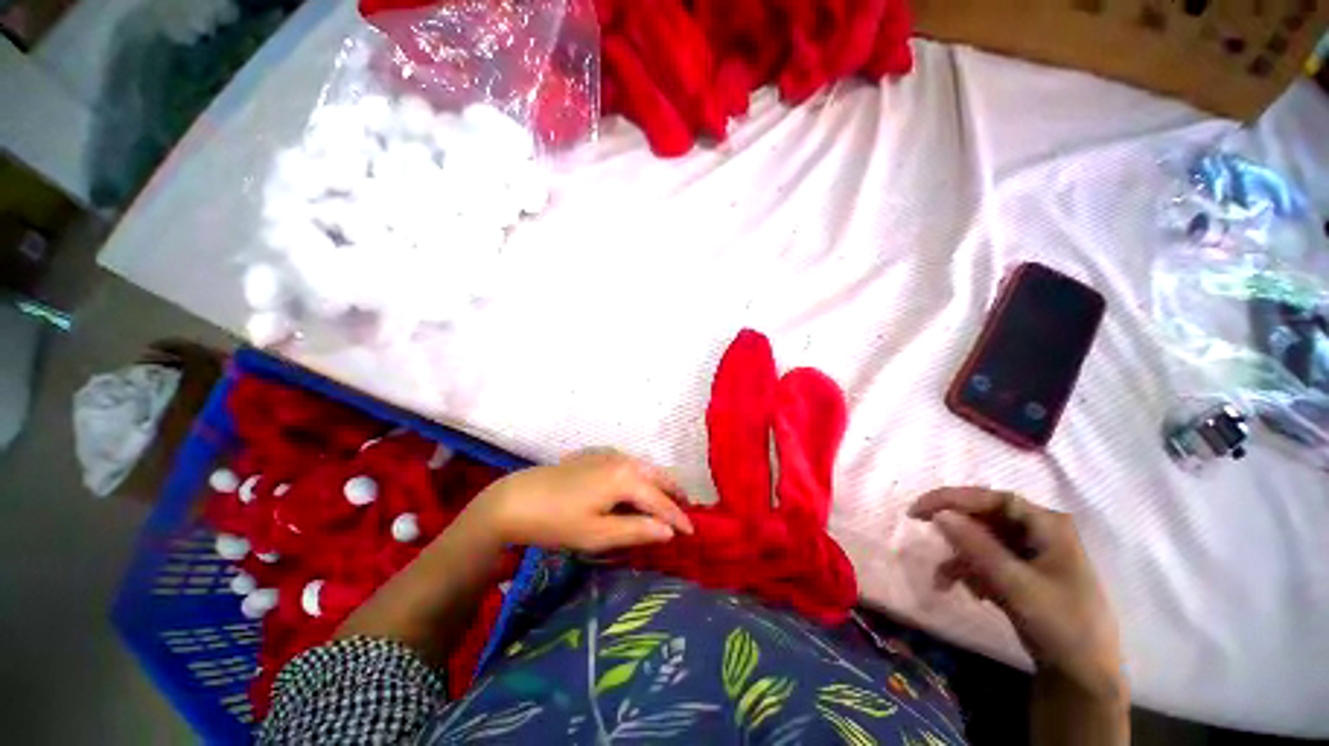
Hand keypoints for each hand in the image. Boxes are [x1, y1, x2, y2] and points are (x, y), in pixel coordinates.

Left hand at [469, 449, 694, 553]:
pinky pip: (629, 464)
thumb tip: (668, 531)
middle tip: (686, 512)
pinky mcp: (596, 455)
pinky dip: (642, 477)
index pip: (661, 500)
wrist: (517, 499)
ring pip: (644, 468)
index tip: (693, 533)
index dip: (678, 517)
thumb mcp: (597, 534)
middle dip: (674, 493)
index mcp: (626, 478)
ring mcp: (609, 454)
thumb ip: (636, 530)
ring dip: (659, 484)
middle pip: (658, 476)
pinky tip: (637, 489)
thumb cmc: (557, 521)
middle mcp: (623, 460)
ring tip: (666, 501)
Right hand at [910, 488, 1126, 704]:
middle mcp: (1040, 533)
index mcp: (1048, 525)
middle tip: (923, 531)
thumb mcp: (1016, 584)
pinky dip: (973, 573)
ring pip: (984, 541)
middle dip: (956, 532)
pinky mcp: (1026, 575)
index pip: (992, 499)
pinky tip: (971, 593)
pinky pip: (990, 562)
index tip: (919, 510)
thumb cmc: (1060, 624)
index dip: (952, 498)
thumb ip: (977, 546)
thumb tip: (939, 514)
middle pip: (985, 518)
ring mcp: (1033, 554)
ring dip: (961, 558)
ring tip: (944, 581)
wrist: (1084, 677)